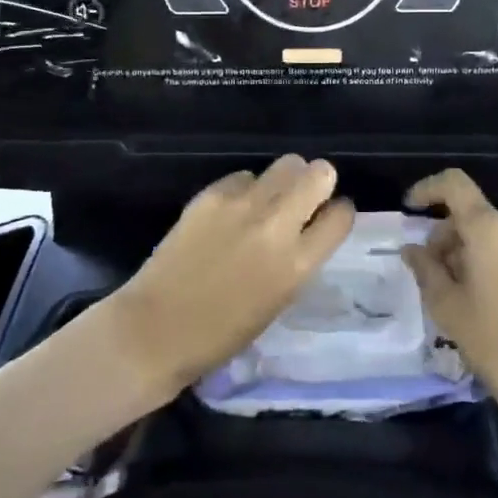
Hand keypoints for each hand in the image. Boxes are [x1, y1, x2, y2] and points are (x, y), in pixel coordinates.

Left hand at [110, 156, 354, 395]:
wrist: (156, 330)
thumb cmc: (222, 334)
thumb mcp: (279, 300)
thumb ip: (299, 259)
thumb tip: (308, 227)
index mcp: (298, 264)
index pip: (341, 215)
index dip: (338, 212)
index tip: (329, 216)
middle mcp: (276, 225)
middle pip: (319, 173)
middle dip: (317, 182)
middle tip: (303, 199)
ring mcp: (243, 204)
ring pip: (286, 164)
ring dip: (284, 180)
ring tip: (268, 201)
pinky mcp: (212, 194)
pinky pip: (245, 176)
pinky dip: (246, 189)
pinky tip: (232, 210)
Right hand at [401, 170, 497, 428]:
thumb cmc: (497, 343)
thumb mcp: (448, 307)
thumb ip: (425, 270)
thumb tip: (412, 249)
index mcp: (490, 228)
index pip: (454, 184)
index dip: (427, 189)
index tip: (409, 210)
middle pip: (471, 215)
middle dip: (445, 238)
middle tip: (430, 276)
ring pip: (491, 236)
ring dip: (467, 253)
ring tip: (456, 295)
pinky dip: (490, 263)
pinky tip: (484, 301)